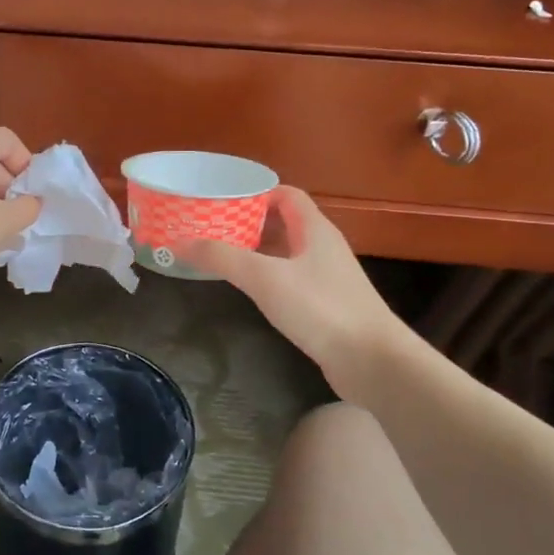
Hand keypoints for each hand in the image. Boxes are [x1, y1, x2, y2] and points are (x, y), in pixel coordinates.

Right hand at [180, 187, 407, 396]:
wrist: (372, 362)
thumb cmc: (321, 308)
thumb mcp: (265, 278)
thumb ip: (222, 258)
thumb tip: (180, 241)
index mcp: (314, 229)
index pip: (285, 194)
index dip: (254, 192)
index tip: (220, 200)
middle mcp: (322, 246)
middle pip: (282, 222)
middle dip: (247, 222)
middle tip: (210, 228)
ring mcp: (325, 276)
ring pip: (284, 252)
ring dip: (255, 250)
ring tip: (219, 254)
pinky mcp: (324, 304)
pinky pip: (289, 278)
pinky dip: (265, 276)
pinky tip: (246, 288)